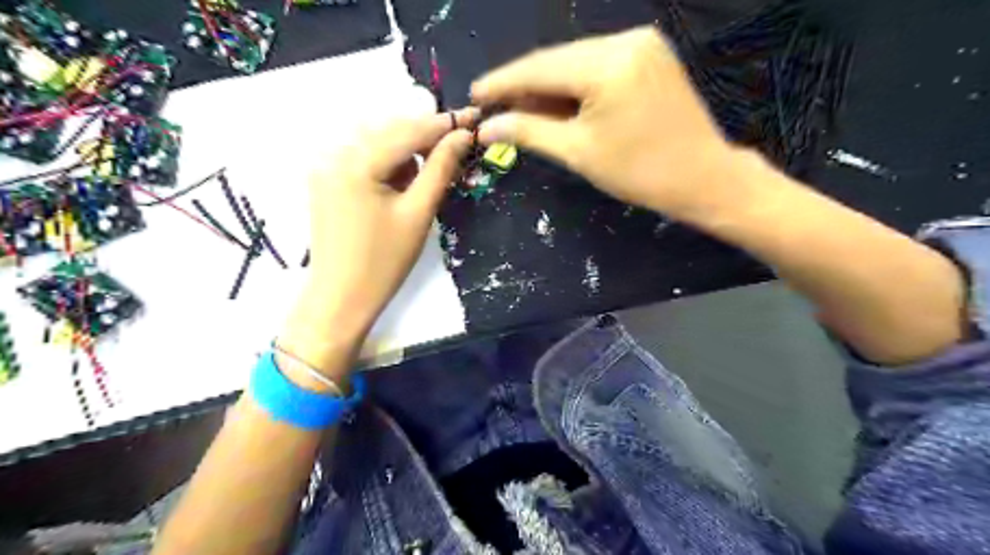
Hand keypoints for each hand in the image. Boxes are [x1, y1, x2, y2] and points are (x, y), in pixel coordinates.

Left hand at [278, 109, 478, 377]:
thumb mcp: (418, 214)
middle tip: (457, 145)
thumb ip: (440, 169)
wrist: (340, 298)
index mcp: (357, 162)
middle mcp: (335, 154)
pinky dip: (387, 160)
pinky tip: (402, 179)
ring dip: (407, 148)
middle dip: (425, 134)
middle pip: (390, 129)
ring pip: (376, 140)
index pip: (408, 130)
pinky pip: (362, 156)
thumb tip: (462, 136)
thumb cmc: (384, 262)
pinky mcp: (325, 179)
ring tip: (429, 170)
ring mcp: (326, 166)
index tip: (473, 117)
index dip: (444, 123)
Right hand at [468, 26, 732, 218]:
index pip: (540, 67)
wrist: (702, 177)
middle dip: (525, 86)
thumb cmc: (639, 172)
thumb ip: (529, 132)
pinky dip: (575, 85)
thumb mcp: (578, 152)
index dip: (503, 82)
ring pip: (577, 62)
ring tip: (521, 110)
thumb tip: (488, 127)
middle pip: (558, 61)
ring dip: (548, 86)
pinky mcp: (650, 54)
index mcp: (607, 64)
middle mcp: (625, 40)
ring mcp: (642, 43)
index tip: (474, 96)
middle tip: (494, 108)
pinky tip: (557, 103)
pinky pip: (599, 65)